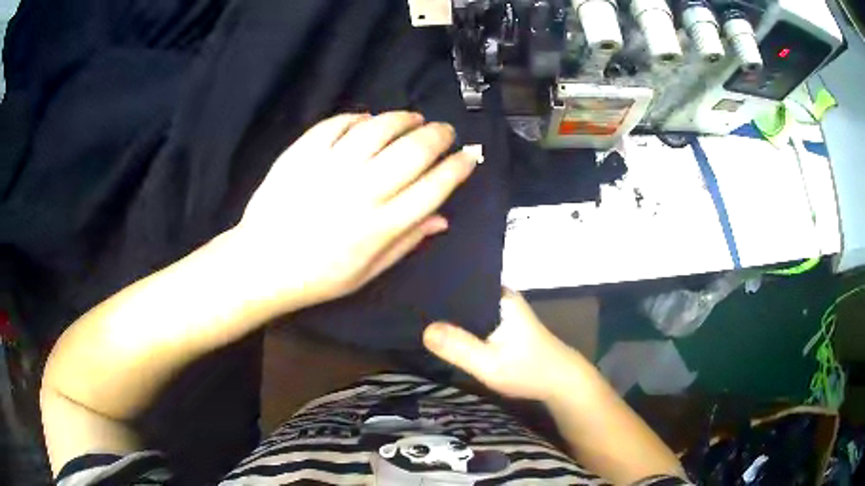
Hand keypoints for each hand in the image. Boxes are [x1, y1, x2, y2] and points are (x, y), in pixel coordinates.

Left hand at [232, 111, 479, 312]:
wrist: (261, 264)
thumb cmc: (317, 277)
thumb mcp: (367, 273)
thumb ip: (406, 243)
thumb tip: (442, 218)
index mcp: (381, 226)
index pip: (434, 187)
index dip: (458, 167)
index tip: (468, 155)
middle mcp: (361, 192)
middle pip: (413, 151)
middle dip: (438, 136)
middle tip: (445, 131)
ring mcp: (329, 168)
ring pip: (379, 128)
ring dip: (403, 118)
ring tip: (413, 118)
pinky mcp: (302, 153)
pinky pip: (338, 124)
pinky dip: (358, 117)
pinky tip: (368, 120)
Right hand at [423, 289, 583, 401]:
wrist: (560, 382)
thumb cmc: (528, 370)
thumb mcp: (490, 363)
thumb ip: (459, 348)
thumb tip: (425, 330)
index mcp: (498, 295)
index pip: (458, 281)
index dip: (433, 287)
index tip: (408, 292)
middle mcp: (499, 296)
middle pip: (459, 293)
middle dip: (436, 302)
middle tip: (403, 306)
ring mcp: (501, 310)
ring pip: (465, 307)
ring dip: (446, 314)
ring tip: (413, 315)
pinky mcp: (500, 324)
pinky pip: (472, 318)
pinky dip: (458, 325)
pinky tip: (439, 331)